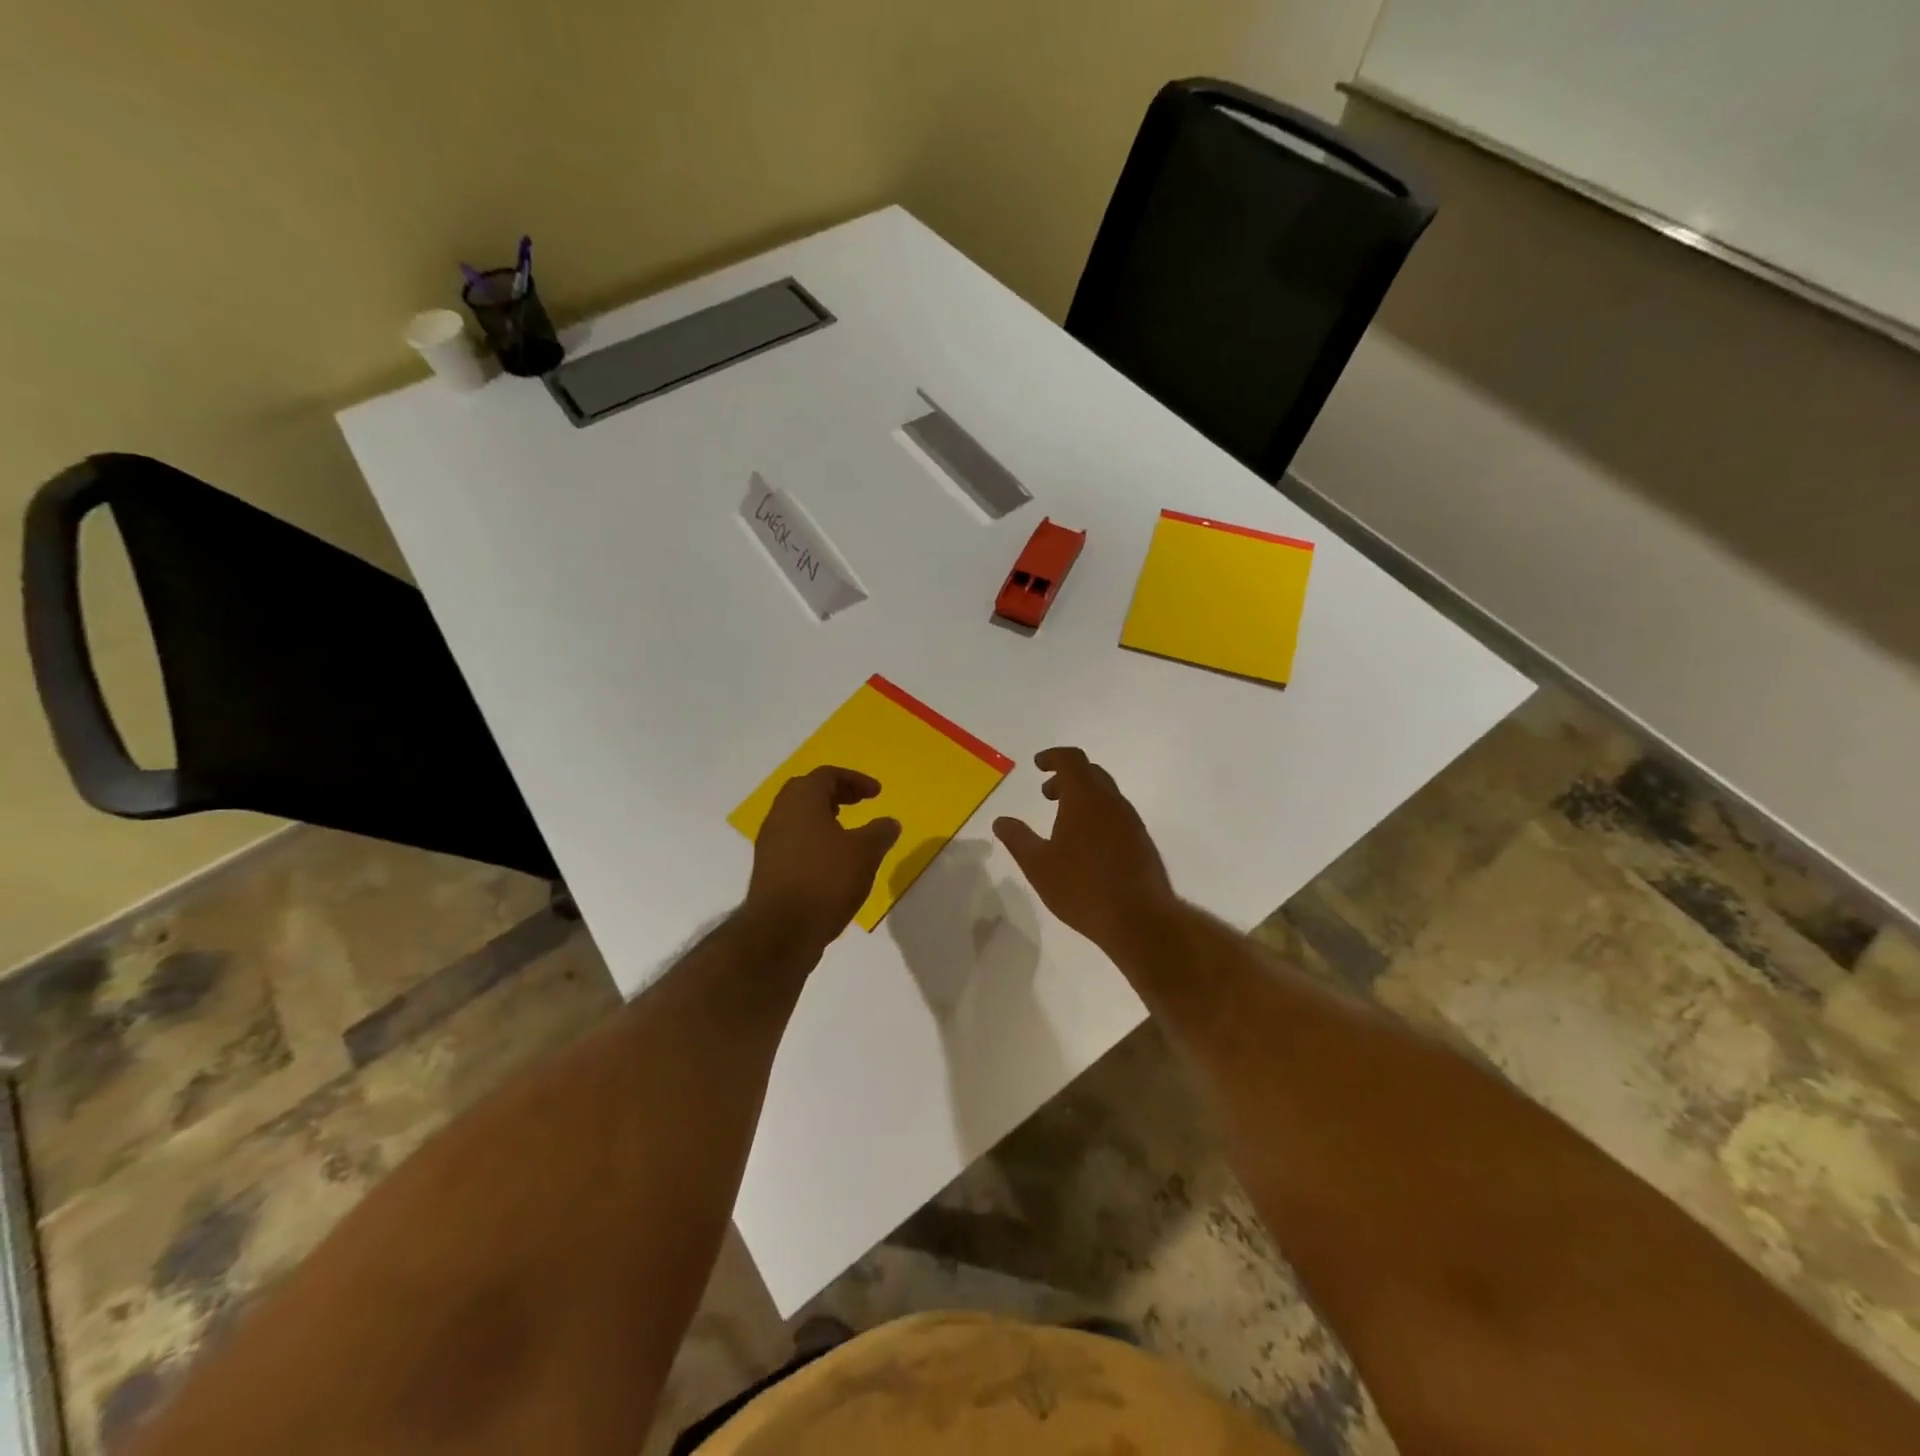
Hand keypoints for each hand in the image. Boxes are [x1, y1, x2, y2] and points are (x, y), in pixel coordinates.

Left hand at [745, 767, 900, 956]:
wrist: (781, 931)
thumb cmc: (825, 880)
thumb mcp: (865, 853)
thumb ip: (880, 832)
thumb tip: (889, 822)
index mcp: (801, 800)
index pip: (827, 775)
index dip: (855, 780)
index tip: (877, 793)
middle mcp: (780, 814)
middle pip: (807, 791)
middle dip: (836, 793)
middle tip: (859, 803)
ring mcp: (770, 842)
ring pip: (798, 817)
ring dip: (824, 817)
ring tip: (849, 832)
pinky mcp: (768, 868)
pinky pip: (794, 841)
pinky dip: (815, 839)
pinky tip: (833, 861)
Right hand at [993, 747, 1174, 951]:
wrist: (1138, 918)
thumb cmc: (1082, 887)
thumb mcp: (1038, 865)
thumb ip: (1018, 839)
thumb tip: (1001, 821)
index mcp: (1085, 798)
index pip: (1072, 760)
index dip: (1053, 757)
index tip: (1037, 765)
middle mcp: (1112, 802)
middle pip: (1091, 773)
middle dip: (1066, 777)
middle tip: (1047, 794)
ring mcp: (1131, 821)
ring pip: (1106, 795)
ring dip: (1083, 798)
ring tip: (1063, 822)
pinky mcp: (1142, 841)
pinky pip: (1116, 815)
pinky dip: (1098, 815)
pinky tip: (1087, 845)